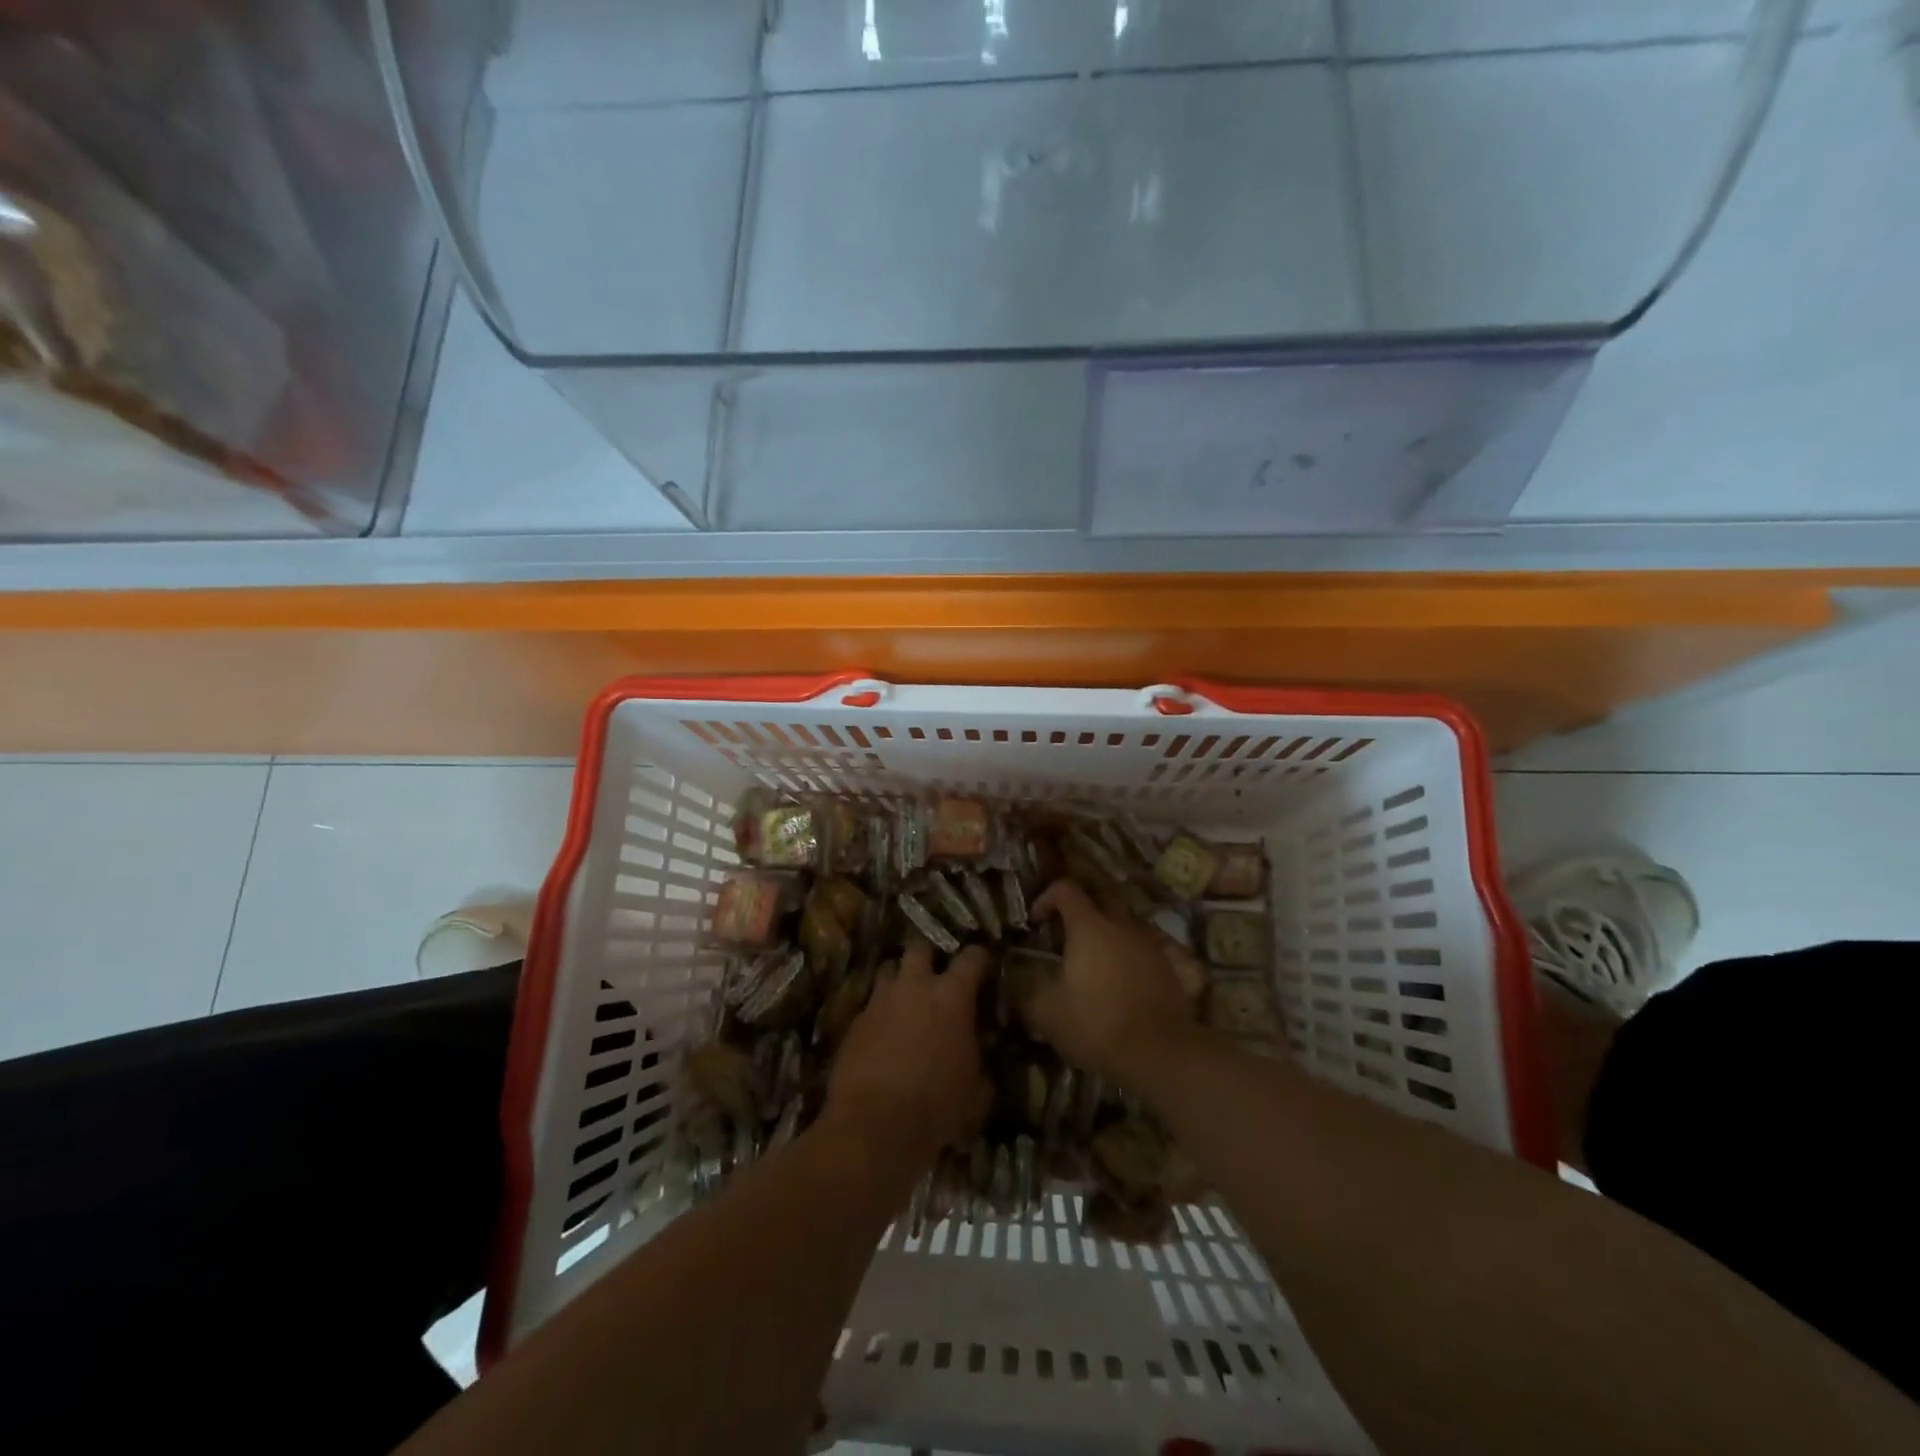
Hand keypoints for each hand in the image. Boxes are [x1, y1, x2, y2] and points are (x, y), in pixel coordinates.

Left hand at [826, 941, 991, 1166]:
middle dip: (928, 957)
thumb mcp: (977, 1090)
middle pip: (920, 948)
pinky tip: (883, 1035)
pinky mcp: (853, 1022)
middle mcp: (914, 986)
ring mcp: (880, 1001)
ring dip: (898, 980)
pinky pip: (870, 1005)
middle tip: (935, 976)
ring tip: (905, 1000)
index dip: (979, 958)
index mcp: (952, 995)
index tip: (982, 965)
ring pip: (888, 970)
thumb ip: (981, 1059)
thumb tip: (981, 1051)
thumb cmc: (938, 1106)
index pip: (972, 957)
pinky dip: (879, 1013)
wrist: (875, 1125)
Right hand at [1026, 880, 1195, 1084]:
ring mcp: (1154, 944)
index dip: (1046, 898)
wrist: (1158, 1054)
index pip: (1065, 889)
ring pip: (1132, 922)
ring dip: (1114, 930)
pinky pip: (1162, 947)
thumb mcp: (1047, 1013)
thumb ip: (1027, 992)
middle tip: (1068, 933)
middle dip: (1083, 908)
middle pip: (1102, 898)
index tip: (1036, 922)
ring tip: (1102, 956)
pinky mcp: (1177, 968)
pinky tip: (1141, 967)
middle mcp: (1123, 925)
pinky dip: (1147, 951)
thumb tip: (1015, 983)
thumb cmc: (1096, 1025)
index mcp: (1089, 926)